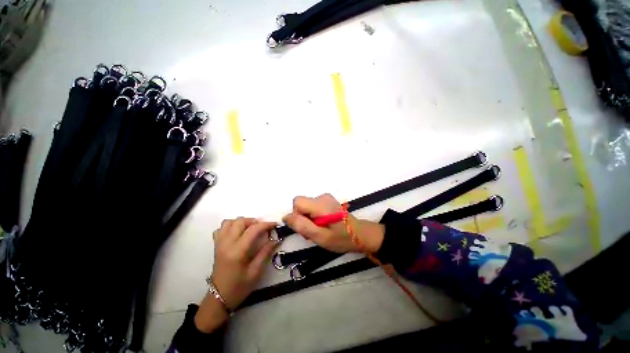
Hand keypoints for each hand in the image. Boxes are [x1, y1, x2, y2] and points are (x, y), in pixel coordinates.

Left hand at [195, 218, 277, 332]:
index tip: (275, 225)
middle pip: (240, 221)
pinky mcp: (216, 246)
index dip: (266, 224)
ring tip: (250, 229)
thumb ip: (265, 253)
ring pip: (229, 222)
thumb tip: (276, 239)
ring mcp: (219, 244)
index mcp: (237, 251)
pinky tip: (237, 233)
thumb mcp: (256, 272)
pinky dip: (230, 227)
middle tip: (262, 228)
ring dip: (241, 222)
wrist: (219, 298)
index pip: (253, 230)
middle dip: (254, 221)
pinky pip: (221, 229)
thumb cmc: (239, 287)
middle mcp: (227, 244)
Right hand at [282, 194, 384, 252]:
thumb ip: (302, 226)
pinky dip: (314, 217)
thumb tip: (286, 216)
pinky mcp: (328, 201)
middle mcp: (322, 197)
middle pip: (301, 204)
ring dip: (308, 220)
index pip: (297, 202)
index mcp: (320, 204)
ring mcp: (326, 198)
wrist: (360, 234)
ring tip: (319, 231)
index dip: (297, 216)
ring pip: (307, 207)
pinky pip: (313, 207)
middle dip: (303, 219)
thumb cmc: (341, 238)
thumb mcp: (320, 237)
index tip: (306, 228)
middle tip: (313, 233)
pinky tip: (323, 225)